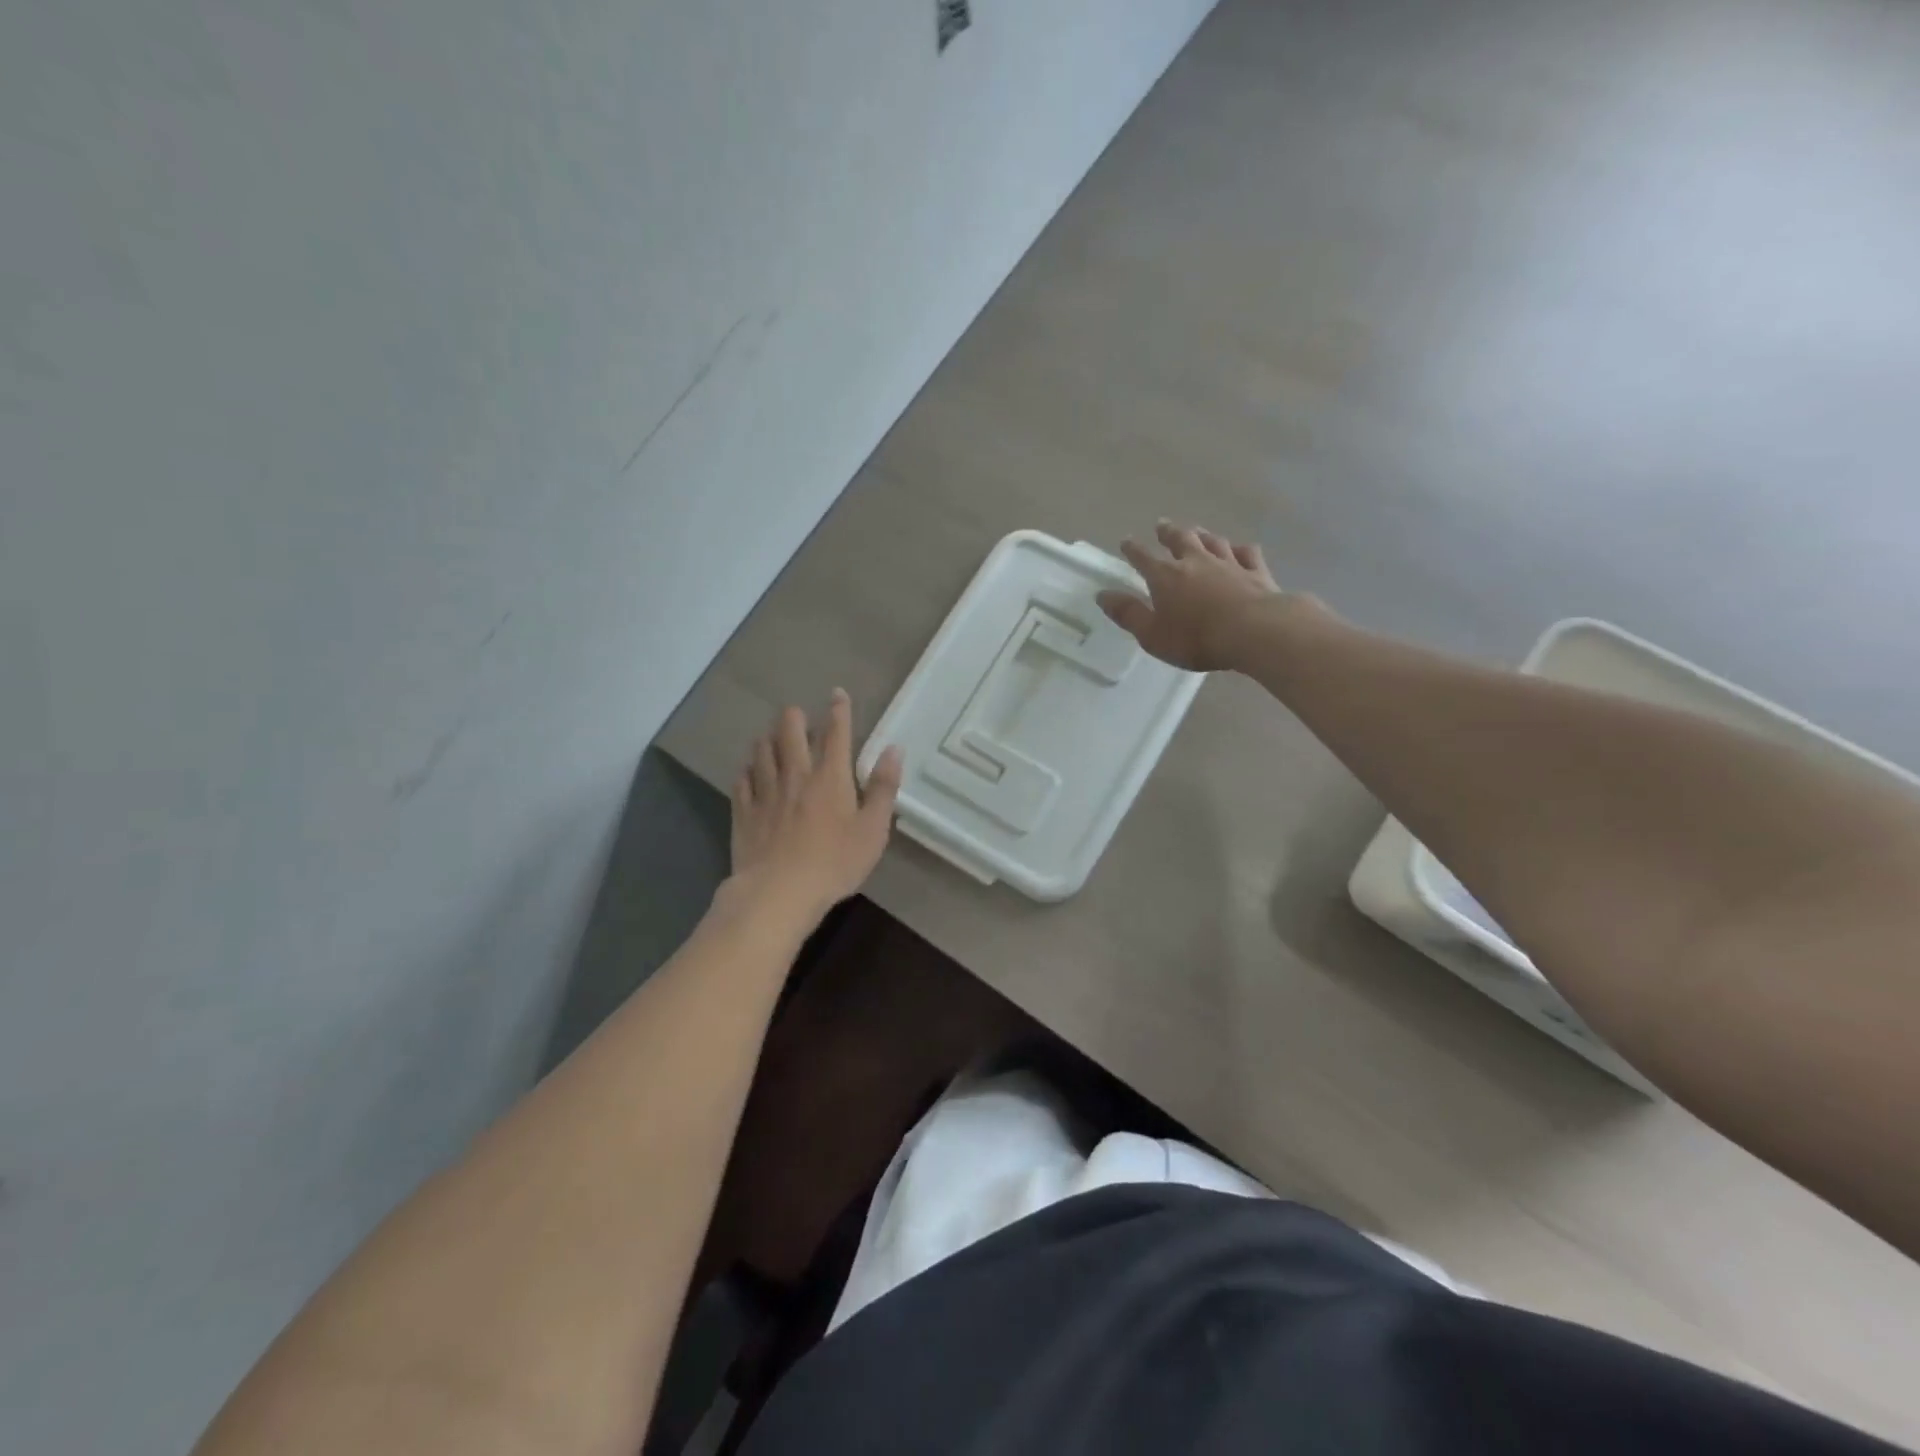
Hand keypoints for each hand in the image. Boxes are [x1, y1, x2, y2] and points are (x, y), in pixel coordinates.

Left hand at [722, 688, 902, 925]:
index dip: (838, 711)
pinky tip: (748, 771)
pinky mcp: (745, 812)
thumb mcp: (873, 830)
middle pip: (790, 733)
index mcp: (831, 777)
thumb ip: (884, 788)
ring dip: (768, 739)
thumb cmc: (835, 862)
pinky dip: (747, 770)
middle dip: (794, 717)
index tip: (837, 694)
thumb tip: (893, 749)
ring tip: (771, 736)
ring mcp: (766, 792)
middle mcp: (796, 775)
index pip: (836, 733)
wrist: (779, 892)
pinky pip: (742, 781)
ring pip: (762, 752)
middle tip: (796, 713)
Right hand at [1097, 521, 1283, 671]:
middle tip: (1162, 524)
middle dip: (1168, 532)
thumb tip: (1102, 595)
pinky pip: (1247, 553)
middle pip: (1180, 539)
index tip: (1126, 541)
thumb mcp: (1152, 634)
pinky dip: (1240, 549)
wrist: (1255, 631)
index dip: (1133, 549)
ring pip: (1213, 541)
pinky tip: (1239, 549)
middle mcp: (1196, 562)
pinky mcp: (1256, 572)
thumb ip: (1128, 614)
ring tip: (1197, 530)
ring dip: (1202, 535)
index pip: (1143, 558)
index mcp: (1166, 577)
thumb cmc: (1196, 638)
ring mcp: (1229, 563)